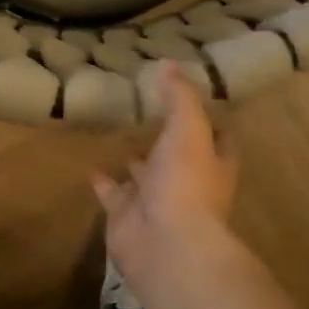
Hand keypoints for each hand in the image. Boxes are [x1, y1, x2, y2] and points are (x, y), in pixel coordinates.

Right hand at [93, 63, 237, 292]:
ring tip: (121, 136)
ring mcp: (156, 203)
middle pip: (179, 160)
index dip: (210, 122)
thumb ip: (180, 97)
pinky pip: (113, 195)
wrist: (165, 245)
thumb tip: (170, 63)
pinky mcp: (126, 217)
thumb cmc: (186, 183)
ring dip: (137, 162)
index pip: (217, 140)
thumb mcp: (188, 129)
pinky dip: (103, 182)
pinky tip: (91, 166)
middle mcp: (187, 185)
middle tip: (150, 115)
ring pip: (145, 178)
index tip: (194, 101)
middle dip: (168, 142)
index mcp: (211, 165)